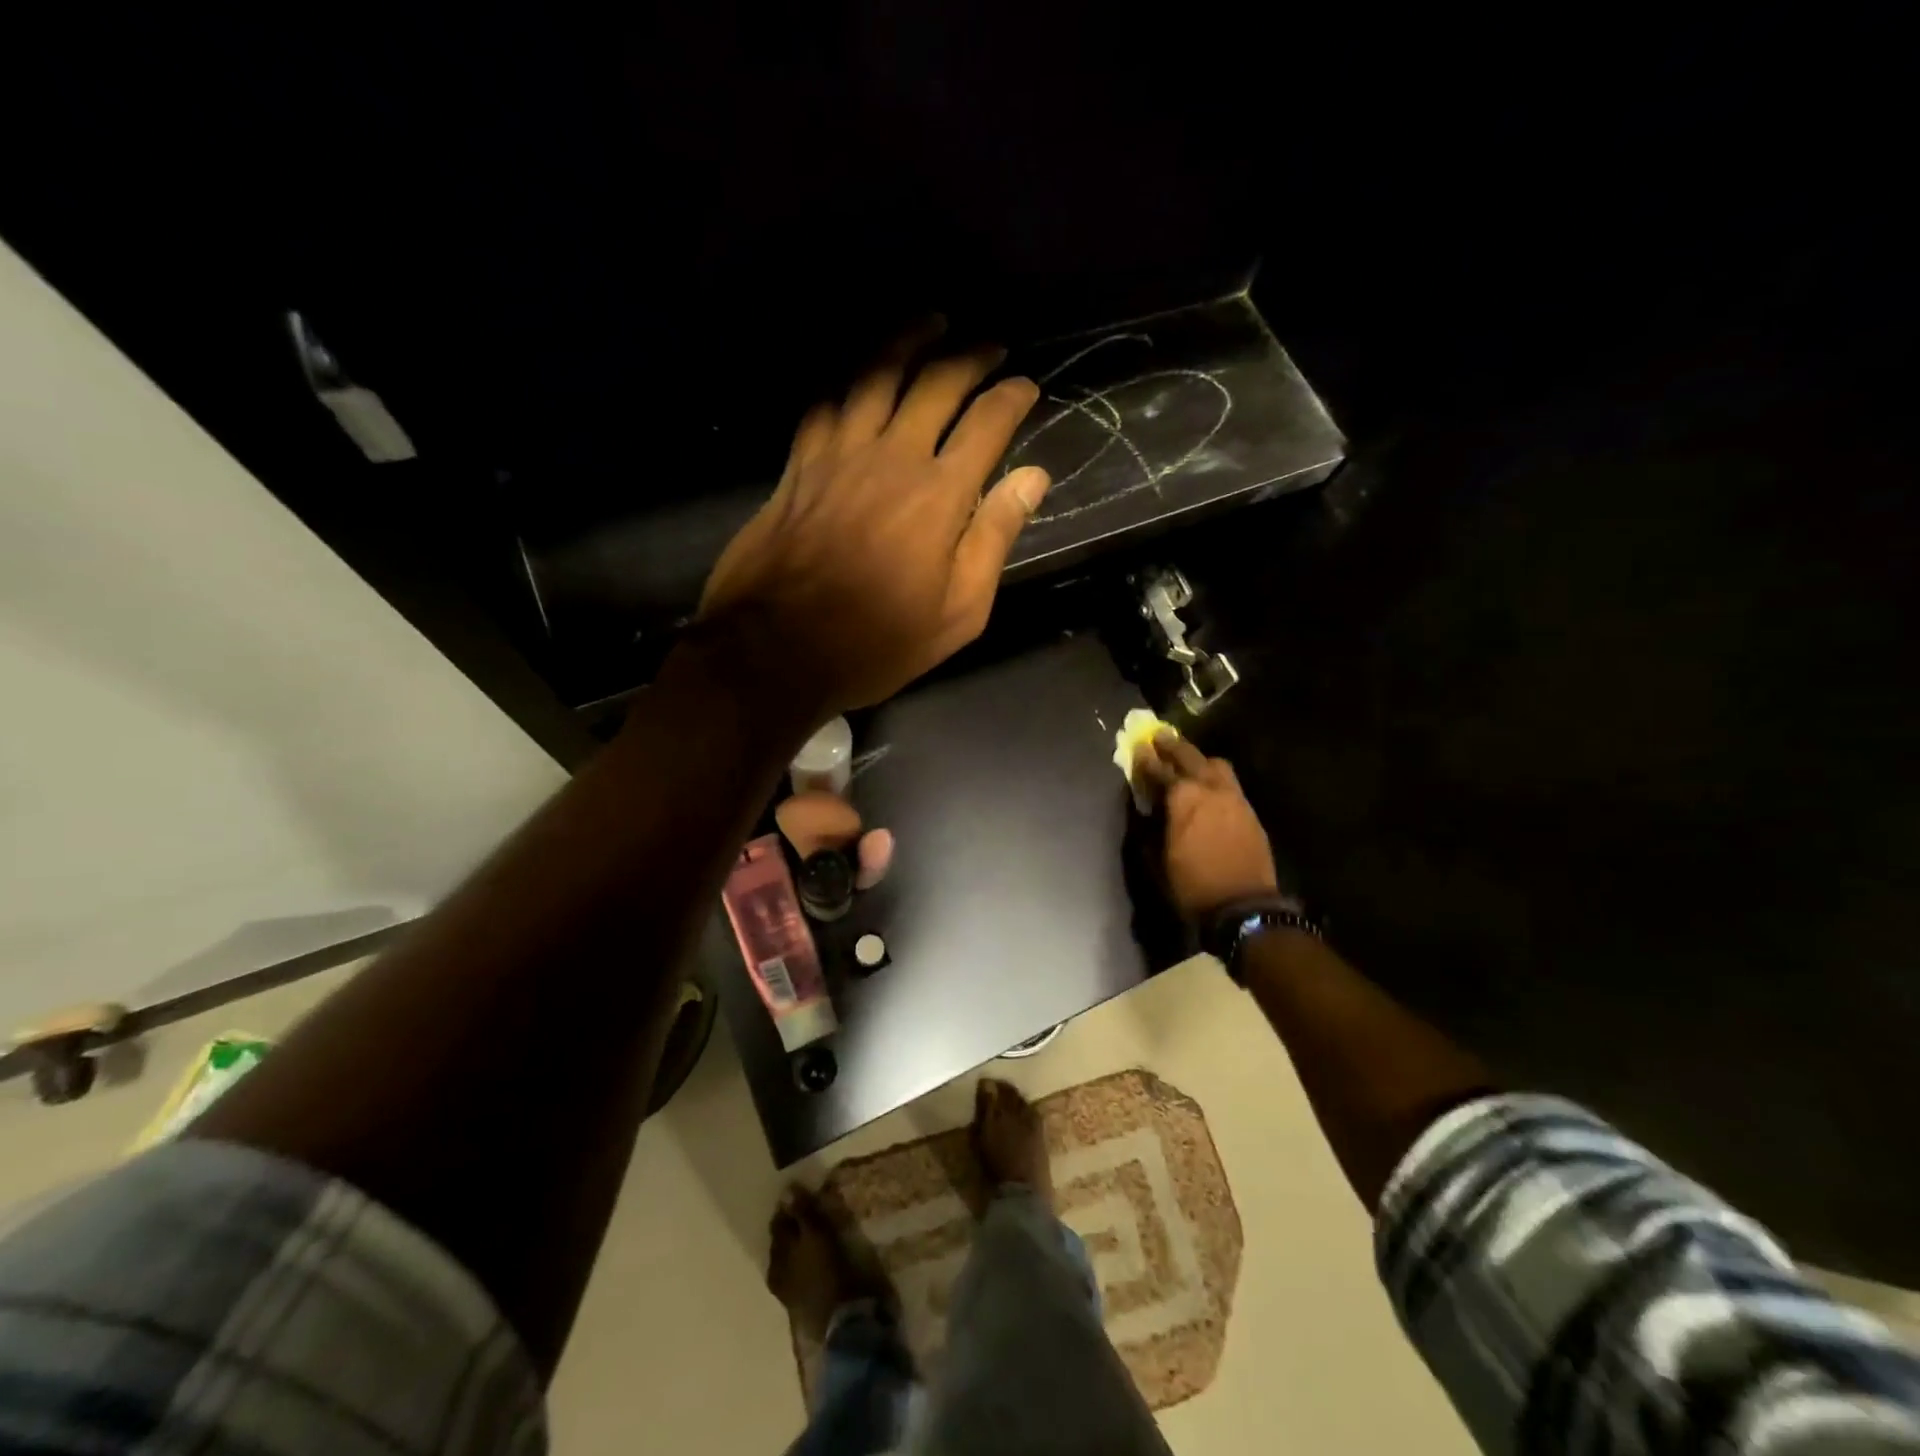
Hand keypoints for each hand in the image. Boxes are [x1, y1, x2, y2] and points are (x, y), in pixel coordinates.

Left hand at [698, 322, 1050, 714]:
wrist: (776, 650)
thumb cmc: (877, 643)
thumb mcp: (958, 612)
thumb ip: (995, 539)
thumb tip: (1032, 478)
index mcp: (940, 495)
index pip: (988, 423)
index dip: (1013, 397)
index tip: (1027, 387)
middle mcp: (892, 457)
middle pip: (936, 384)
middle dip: (970, 356)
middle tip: (990, 346)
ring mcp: (838, 455)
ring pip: (875, 375)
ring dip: (908, 341)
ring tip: (930, 322)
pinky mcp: (798, 466)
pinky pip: (825, 403)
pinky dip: (847, 381)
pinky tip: (857, 375)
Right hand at [1132, 732, 1278, 919]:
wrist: (1243, 905)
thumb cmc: (1192, 884)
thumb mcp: (1158, 857)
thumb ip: (1152, 824)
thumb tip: (1149, 808)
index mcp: (1183, 798)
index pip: (1159, 770)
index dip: (1145, 759)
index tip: (1137, 748)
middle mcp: (1210, 789)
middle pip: (1190, 757)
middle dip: (1173, 746)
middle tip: (1160, 737)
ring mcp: (1234, 798)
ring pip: (1216, 765)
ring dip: (1199, 760)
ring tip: (1189, 762)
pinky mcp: (1249, 811)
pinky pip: (1230, 784)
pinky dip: (1215, 779)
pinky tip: (1209, 788)